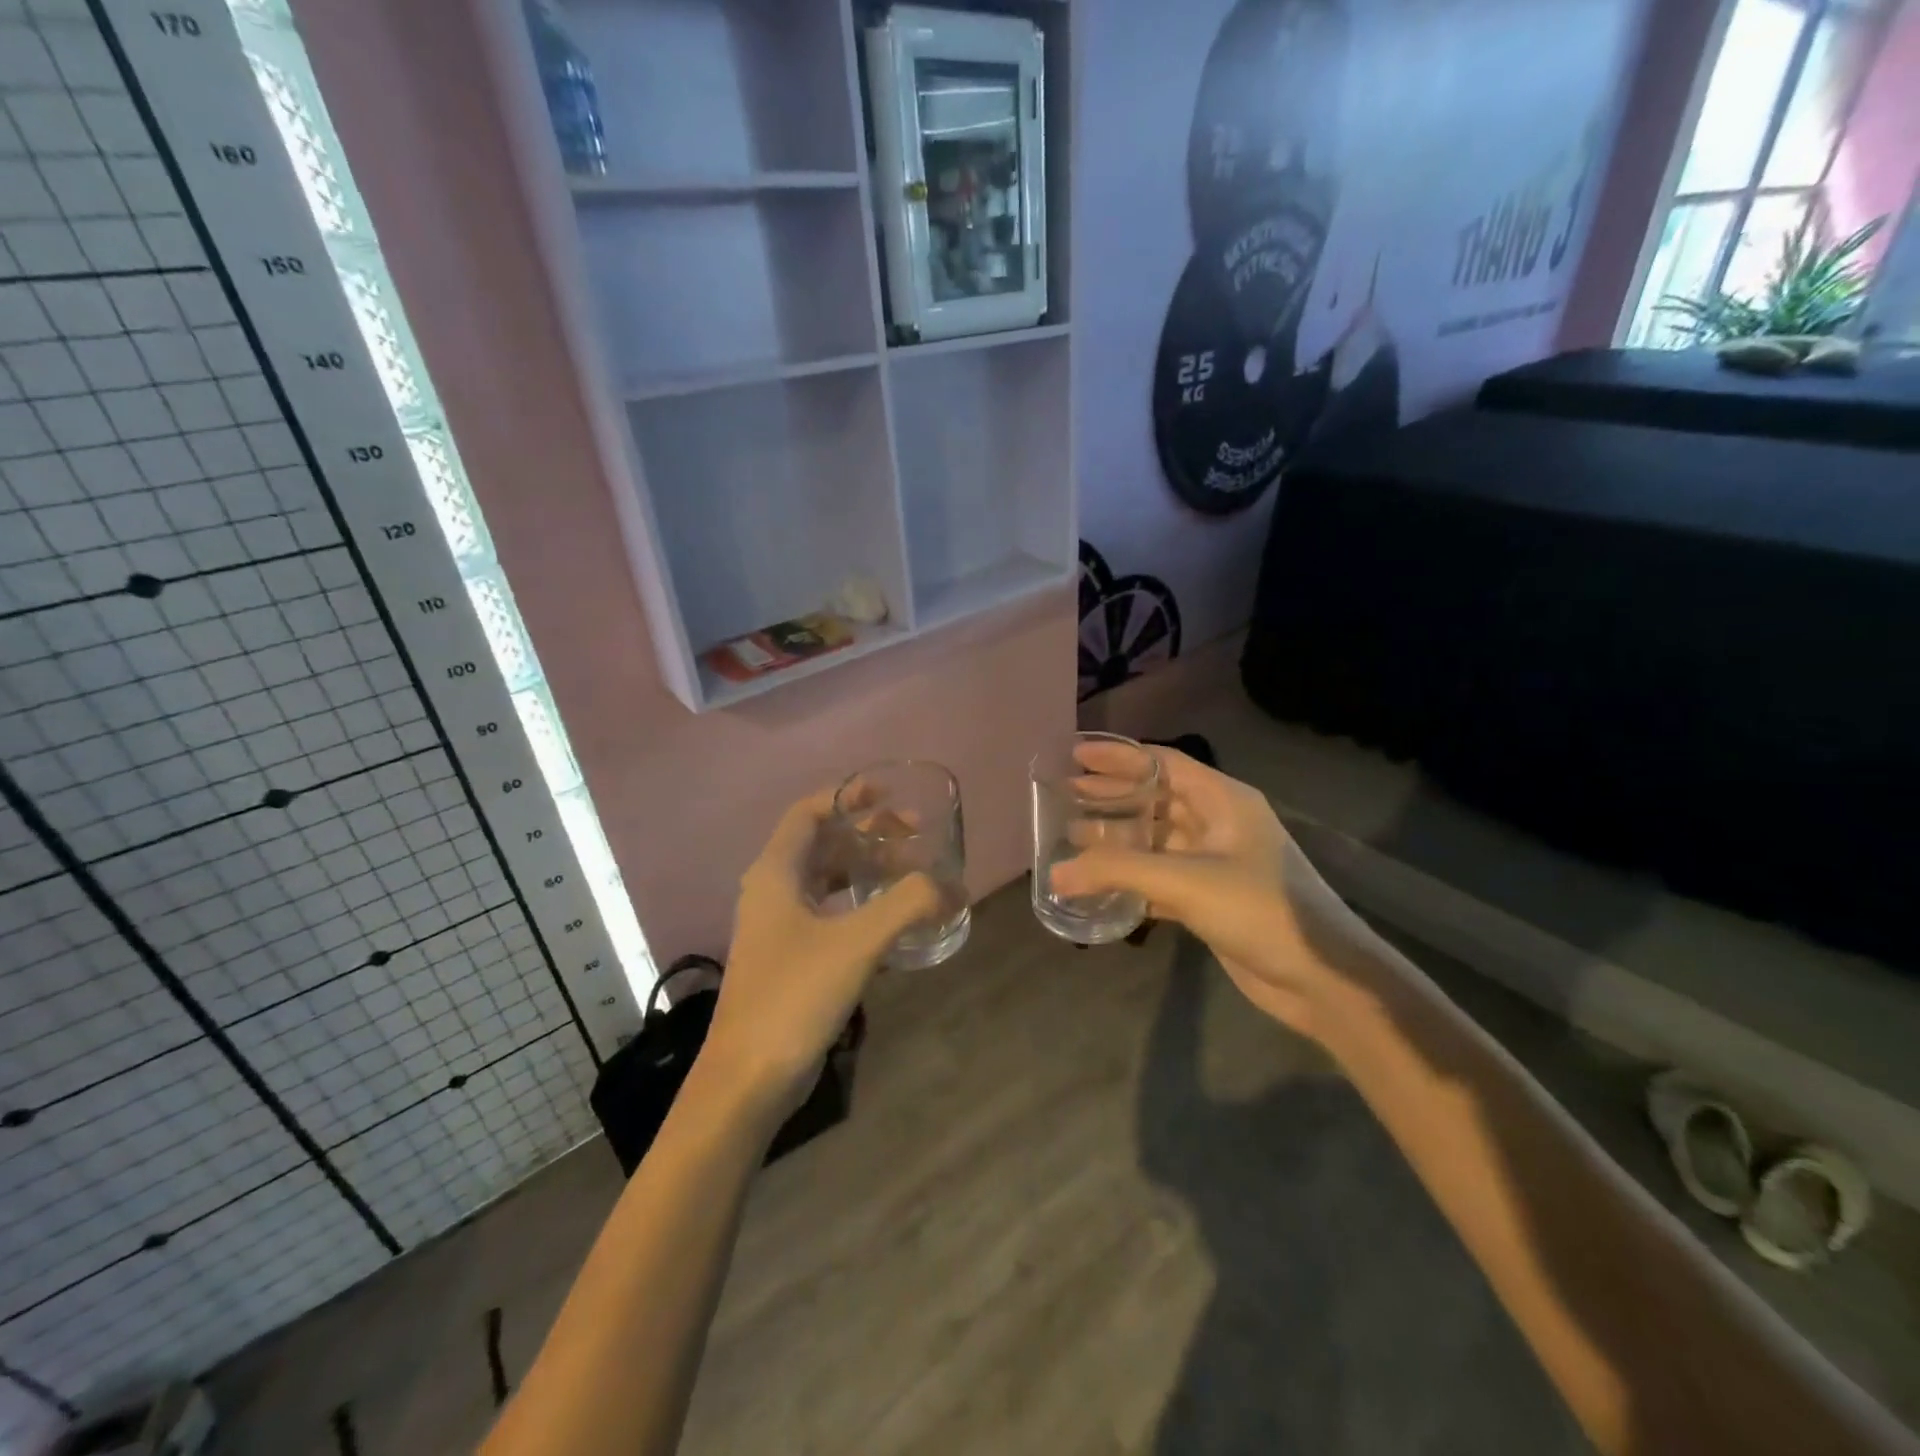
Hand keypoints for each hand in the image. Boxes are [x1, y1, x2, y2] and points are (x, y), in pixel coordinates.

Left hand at [702, 788, 941, 1121]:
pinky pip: (827, 912)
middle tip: (914, 837)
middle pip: (820, 843)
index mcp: (775, 873)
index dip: (847, 796)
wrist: (747, 1079)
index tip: (888, 794)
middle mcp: (771, 891)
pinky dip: (858, 903)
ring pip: (824, 879)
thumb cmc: (794, 996)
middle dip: (866, 833)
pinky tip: (890, 919)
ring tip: (908, 872)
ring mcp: (777, 927)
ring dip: (864, 868)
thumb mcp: (858, 942)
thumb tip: (954, 886)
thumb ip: (909, 904)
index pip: (808, 812)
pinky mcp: (788, 958)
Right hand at [1050, 746, 1334, 1037]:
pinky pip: (1160, 878)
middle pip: (1156, 799)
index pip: (1163, 763)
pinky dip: (1130, 878)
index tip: (1075, 755)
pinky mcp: (1211, 899)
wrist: (1321, 978)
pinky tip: (1099, 885)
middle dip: (1113, 796)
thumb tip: (1054, 873)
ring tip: (1072, 836)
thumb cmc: (1259, 909)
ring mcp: (1216, 863)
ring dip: (1117, 839)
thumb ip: (1117, 871)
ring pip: (1156, 840)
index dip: (1119, 757)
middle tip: (1066, 795)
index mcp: (1223, 801)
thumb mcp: (1185, 881)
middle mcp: (1219, 824)